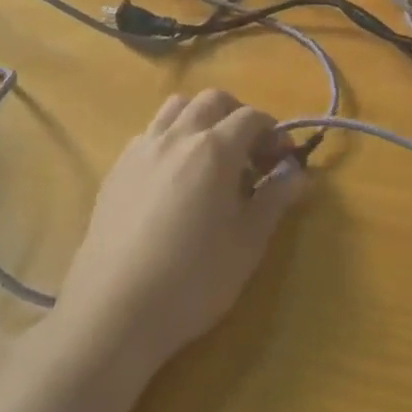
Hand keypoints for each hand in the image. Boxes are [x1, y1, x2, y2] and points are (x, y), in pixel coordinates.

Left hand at [56, 90, 305, 366]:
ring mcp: (141, 149)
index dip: (274, 132)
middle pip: (212, 100)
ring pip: (176, 108)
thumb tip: (297, 173)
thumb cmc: (193, 279)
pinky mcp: (117, 169)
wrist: (114, 311)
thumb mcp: (248, 243)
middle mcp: (177, 137)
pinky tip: (173, 178)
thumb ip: (274, 200)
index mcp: (214, 149)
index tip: (283, 160)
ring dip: (200, 119)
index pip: (252, 117)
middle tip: (250, 153)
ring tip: (210, 157)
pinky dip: (170, 138)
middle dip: (238, 115)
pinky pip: (150, 133)